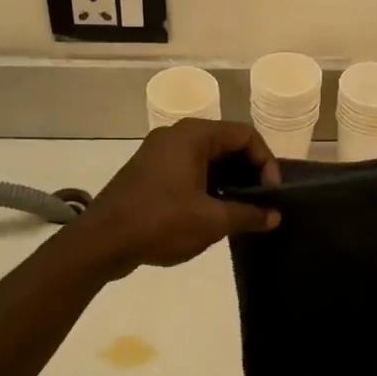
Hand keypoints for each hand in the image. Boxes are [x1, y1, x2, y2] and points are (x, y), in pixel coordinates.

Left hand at [77, 120, 281, 277]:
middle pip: (226, 144)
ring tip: (241, 212)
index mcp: (193, 135)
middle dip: (248, 172)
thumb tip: (274, 216)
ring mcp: (159, 152)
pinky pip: (188, 169)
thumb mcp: (211, 221)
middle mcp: (176, 135)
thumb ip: (248, 215)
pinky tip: (213, 214)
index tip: (271, 194)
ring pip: (207, 159)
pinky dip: (207, 186)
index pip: (245, 135)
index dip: (266, 162)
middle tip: (261, 203)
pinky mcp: (149, 171)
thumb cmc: (160, 222)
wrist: (101, 240)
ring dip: (228, 182)